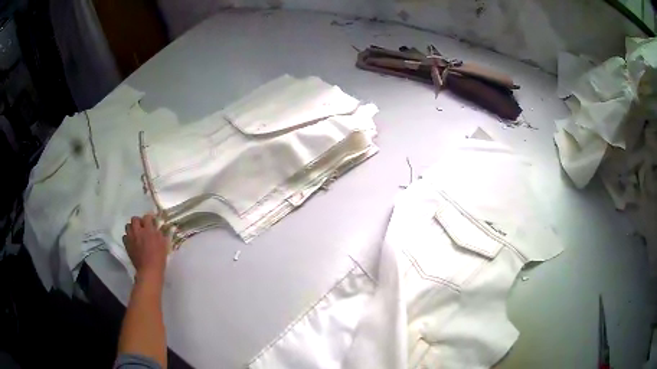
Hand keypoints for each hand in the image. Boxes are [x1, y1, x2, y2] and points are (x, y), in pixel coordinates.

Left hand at [122, 214, 168, 277]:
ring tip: (136, 233)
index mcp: (148, 230)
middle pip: (134, 219)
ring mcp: (131, 238)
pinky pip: (125, 236)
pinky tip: (132, 241)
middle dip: (138, 221)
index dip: (150, 218)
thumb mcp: (163, 244)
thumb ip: (159, 234)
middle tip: (143, 227)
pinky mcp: (127, 245)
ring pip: (128, 226)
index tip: (152, 221)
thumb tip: (157, 228)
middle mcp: (138, 231)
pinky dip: (128, 237)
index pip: (147, 217)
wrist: (149, 270)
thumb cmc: (159, 258)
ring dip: (132, 228)